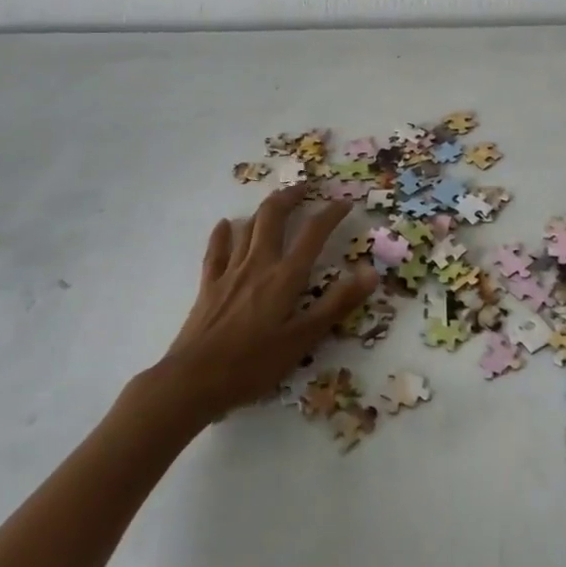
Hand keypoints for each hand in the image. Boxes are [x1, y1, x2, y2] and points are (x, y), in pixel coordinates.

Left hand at [151, 185, 376, 420]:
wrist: (194, 379)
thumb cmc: (253, 364)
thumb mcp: (303, 339)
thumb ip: (336, 304)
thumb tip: (371, 272)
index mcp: (284, 277)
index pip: (313, 234)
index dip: (331, 214)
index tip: (345, 202)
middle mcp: (258, 264)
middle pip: (274, 217)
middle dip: (291, 197)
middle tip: (305, 187)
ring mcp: (230, 271)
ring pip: (248, 227)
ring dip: (264, 209)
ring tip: (276, 202)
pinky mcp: (209, 285)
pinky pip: (217, 249)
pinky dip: (223, 233)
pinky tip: (225, 224)